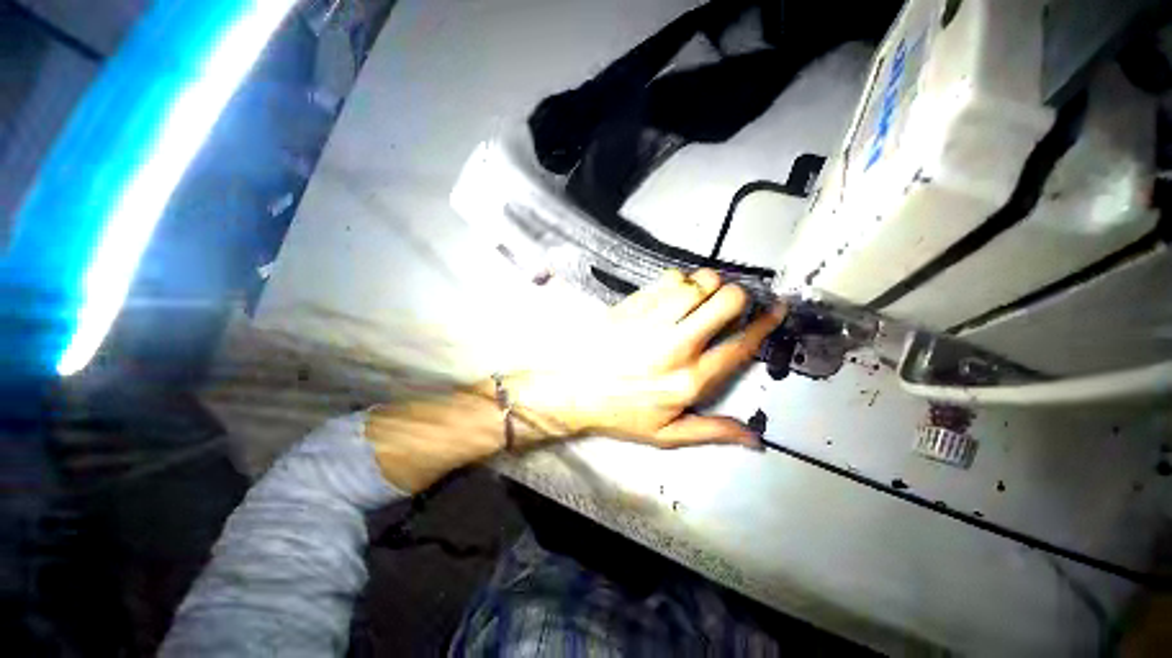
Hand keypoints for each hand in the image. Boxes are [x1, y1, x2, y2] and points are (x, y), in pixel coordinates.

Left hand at [506, 269, 785, 448]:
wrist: (573, 388)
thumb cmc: (620, 412)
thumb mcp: (666, 434)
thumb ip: (712, 431)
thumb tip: (756, 439)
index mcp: (689, 379)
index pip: (740, 344)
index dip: (765, 323)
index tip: (775, 309)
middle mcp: (677, 344)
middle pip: (725, 301)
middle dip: (738, 297)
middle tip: (730, 304)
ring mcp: (653, 320)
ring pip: (699, 282)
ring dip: (709, 286)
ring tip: (702, 298)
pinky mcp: (634, 304)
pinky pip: (669, 278)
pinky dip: (681, 281)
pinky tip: (675, 294)